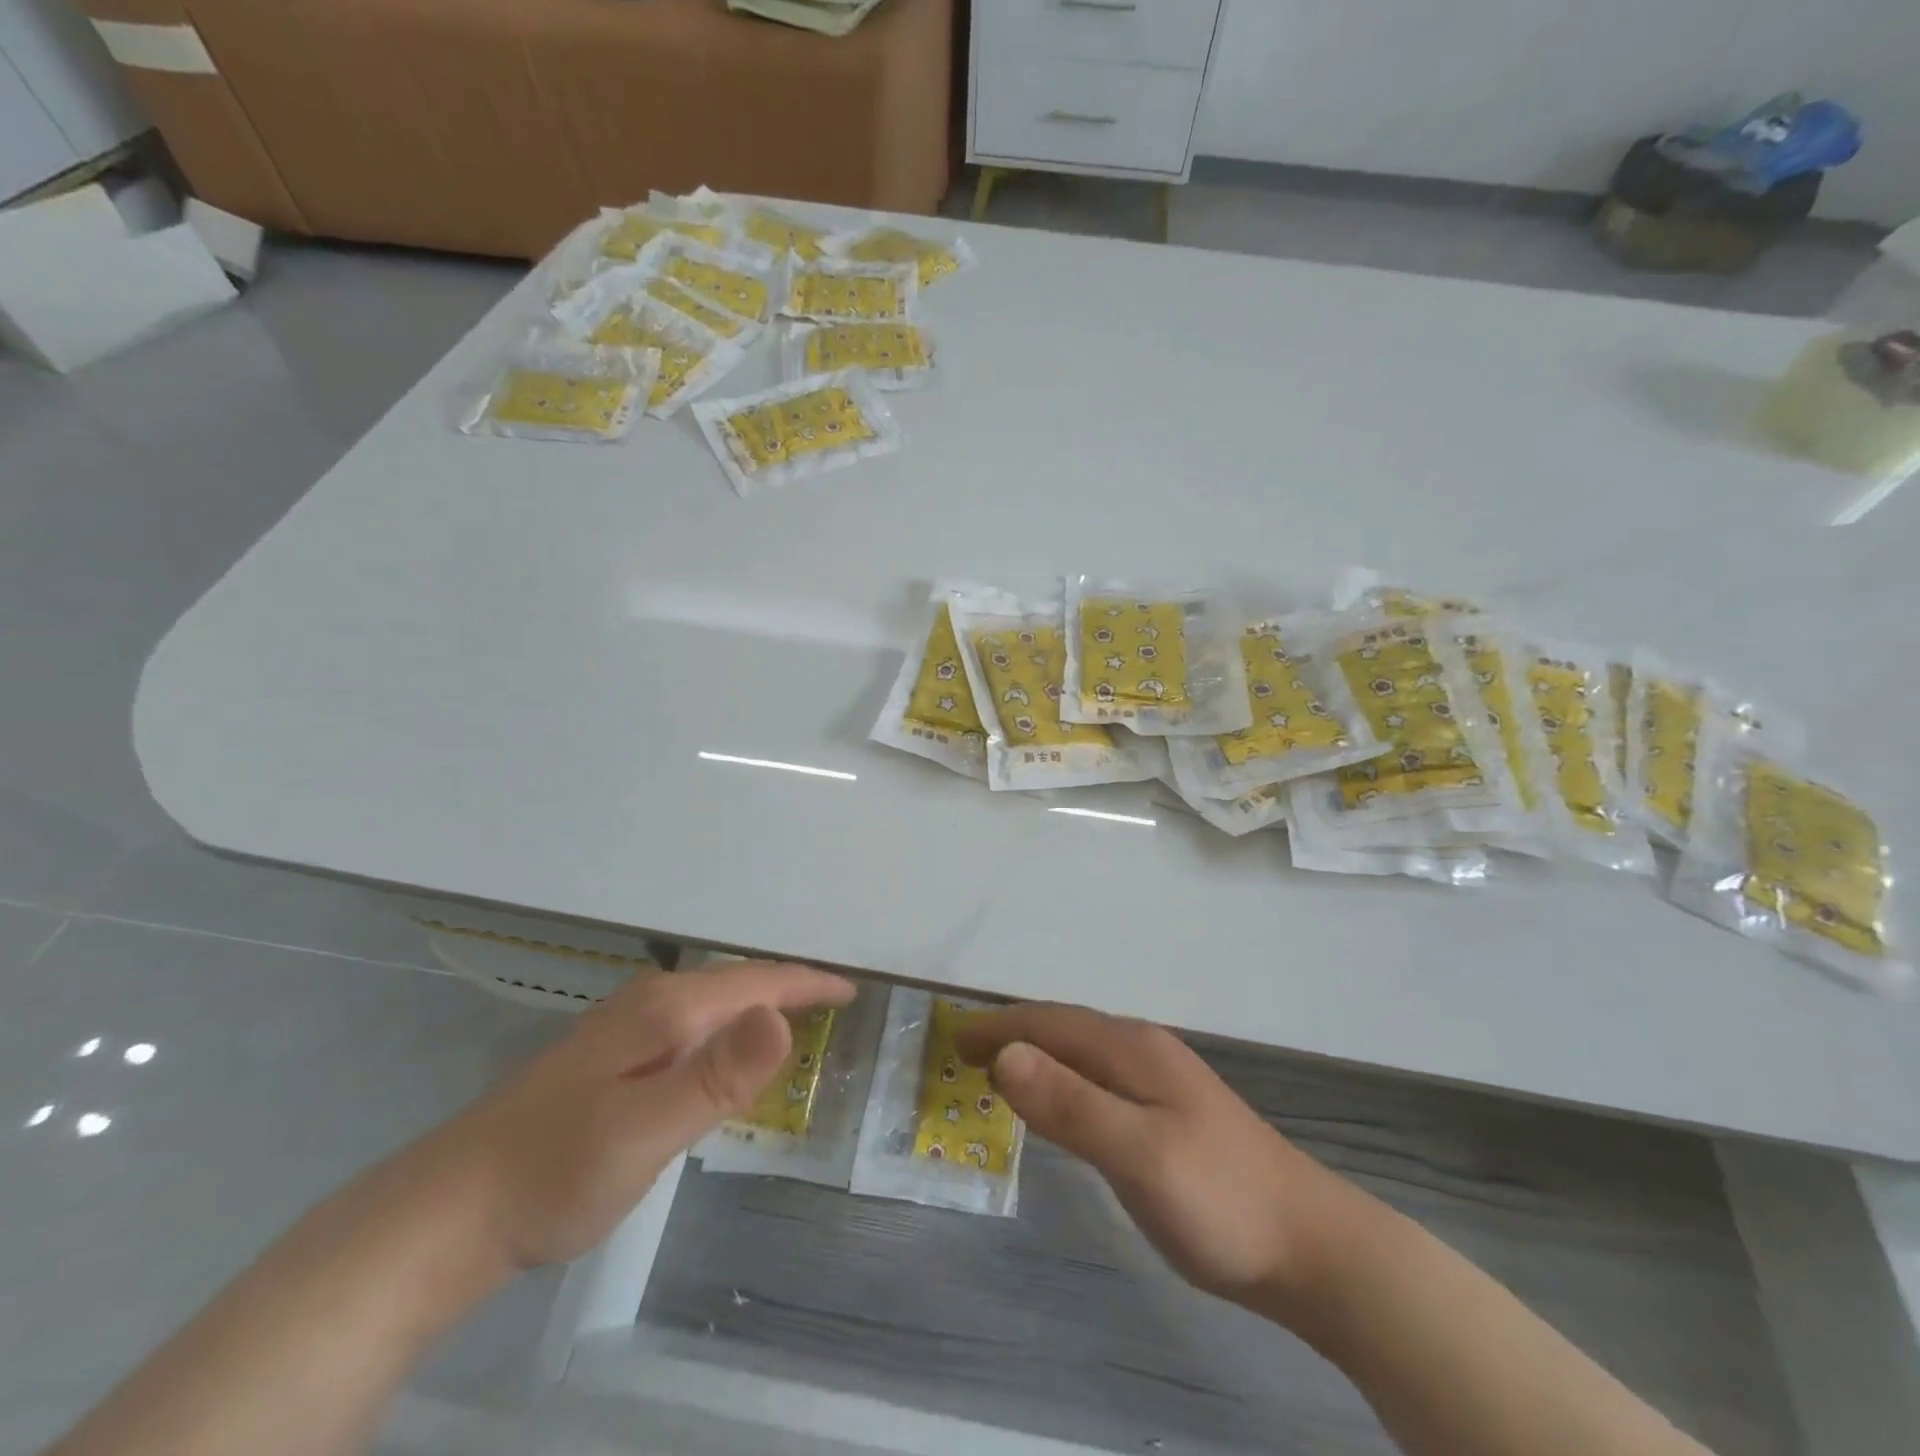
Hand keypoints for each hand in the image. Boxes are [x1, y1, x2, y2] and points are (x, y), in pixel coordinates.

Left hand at [430, 961, 853, 1270]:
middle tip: (833, 1004)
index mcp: (667, 1011)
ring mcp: (624, 1028)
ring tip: (794, 1017)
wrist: (450, 1211)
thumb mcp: (645, 1131)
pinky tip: (721, 1050)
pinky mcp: (609, 1056)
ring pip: (710, 1001)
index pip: (756, 981)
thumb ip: (717, 1075)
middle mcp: (649, 1004)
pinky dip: (726, 1025)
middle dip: (788, 987)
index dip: (807, 985)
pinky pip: (690, 1024)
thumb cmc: (556, 1172)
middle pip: (736, 983)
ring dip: (757, 1002)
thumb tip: (782, 1018)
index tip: (851, 991)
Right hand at [958, 1003, 1343, 1310]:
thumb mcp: (1138, 1154)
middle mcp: (1144, 1050)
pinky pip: (1098, 1079)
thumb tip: (1006, 1055)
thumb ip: (1071, 1104)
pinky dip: (1063, 1080)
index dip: (1000, 1027)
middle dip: (1013, 1036)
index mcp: (1132, 1048)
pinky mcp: (1169, 1111)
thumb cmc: (1219, 1199)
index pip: (1050, 1022)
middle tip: (965, 1057)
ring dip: (1037, 1056)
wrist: (1311, 1246)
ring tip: (999, 1074)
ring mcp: (1161, 1080)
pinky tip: (1061, 1103)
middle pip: (1064, 1029)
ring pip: (1082, 1053)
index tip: (954, 1040)